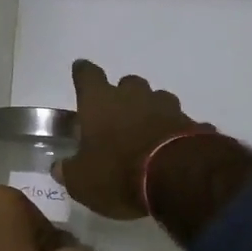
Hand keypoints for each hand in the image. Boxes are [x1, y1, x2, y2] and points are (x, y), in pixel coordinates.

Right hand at [53, 60, 210, 219]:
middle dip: (122, 95)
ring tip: (147, 133)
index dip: (83, 73)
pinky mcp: (191, 124)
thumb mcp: (82, 181)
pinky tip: (172, 149)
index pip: (87, 75)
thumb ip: (69, 171)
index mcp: (100, 102)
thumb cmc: (118, 173)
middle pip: (127, 83)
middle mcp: (133, 96)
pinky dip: (174, 132)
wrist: (177, 178)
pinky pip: (179, 123)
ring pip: (156, 99)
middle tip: (117, 115)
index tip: (81, 69)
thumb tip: (60, 167)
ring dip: (150, 111)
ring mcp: (166, 108)